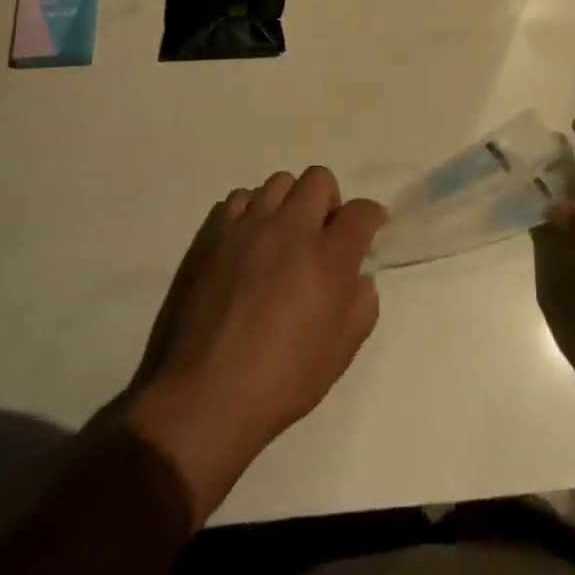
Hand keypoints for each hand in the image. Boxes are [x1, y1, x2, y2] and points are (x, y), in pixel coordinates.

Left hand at [123, 167, 385, 522]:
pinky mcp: (212, 233)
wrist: (203, 395)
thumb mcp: (340, 353)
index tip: (368, 229)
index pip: (362, 211)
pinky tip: (246, 245)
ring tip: (280, 238)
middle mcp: (291, 228)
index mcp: (329, 258)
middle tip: (321, 235)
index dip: (371, 216)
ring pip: (278, 183)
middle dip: (328, 201)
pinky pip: (239, 199)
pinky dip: (250, 213)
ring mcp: (247, 226)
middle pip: (319, 179)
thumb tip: (358, 277)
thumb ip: (361, 305)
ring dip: (288, 204)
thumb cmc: (280, 381)